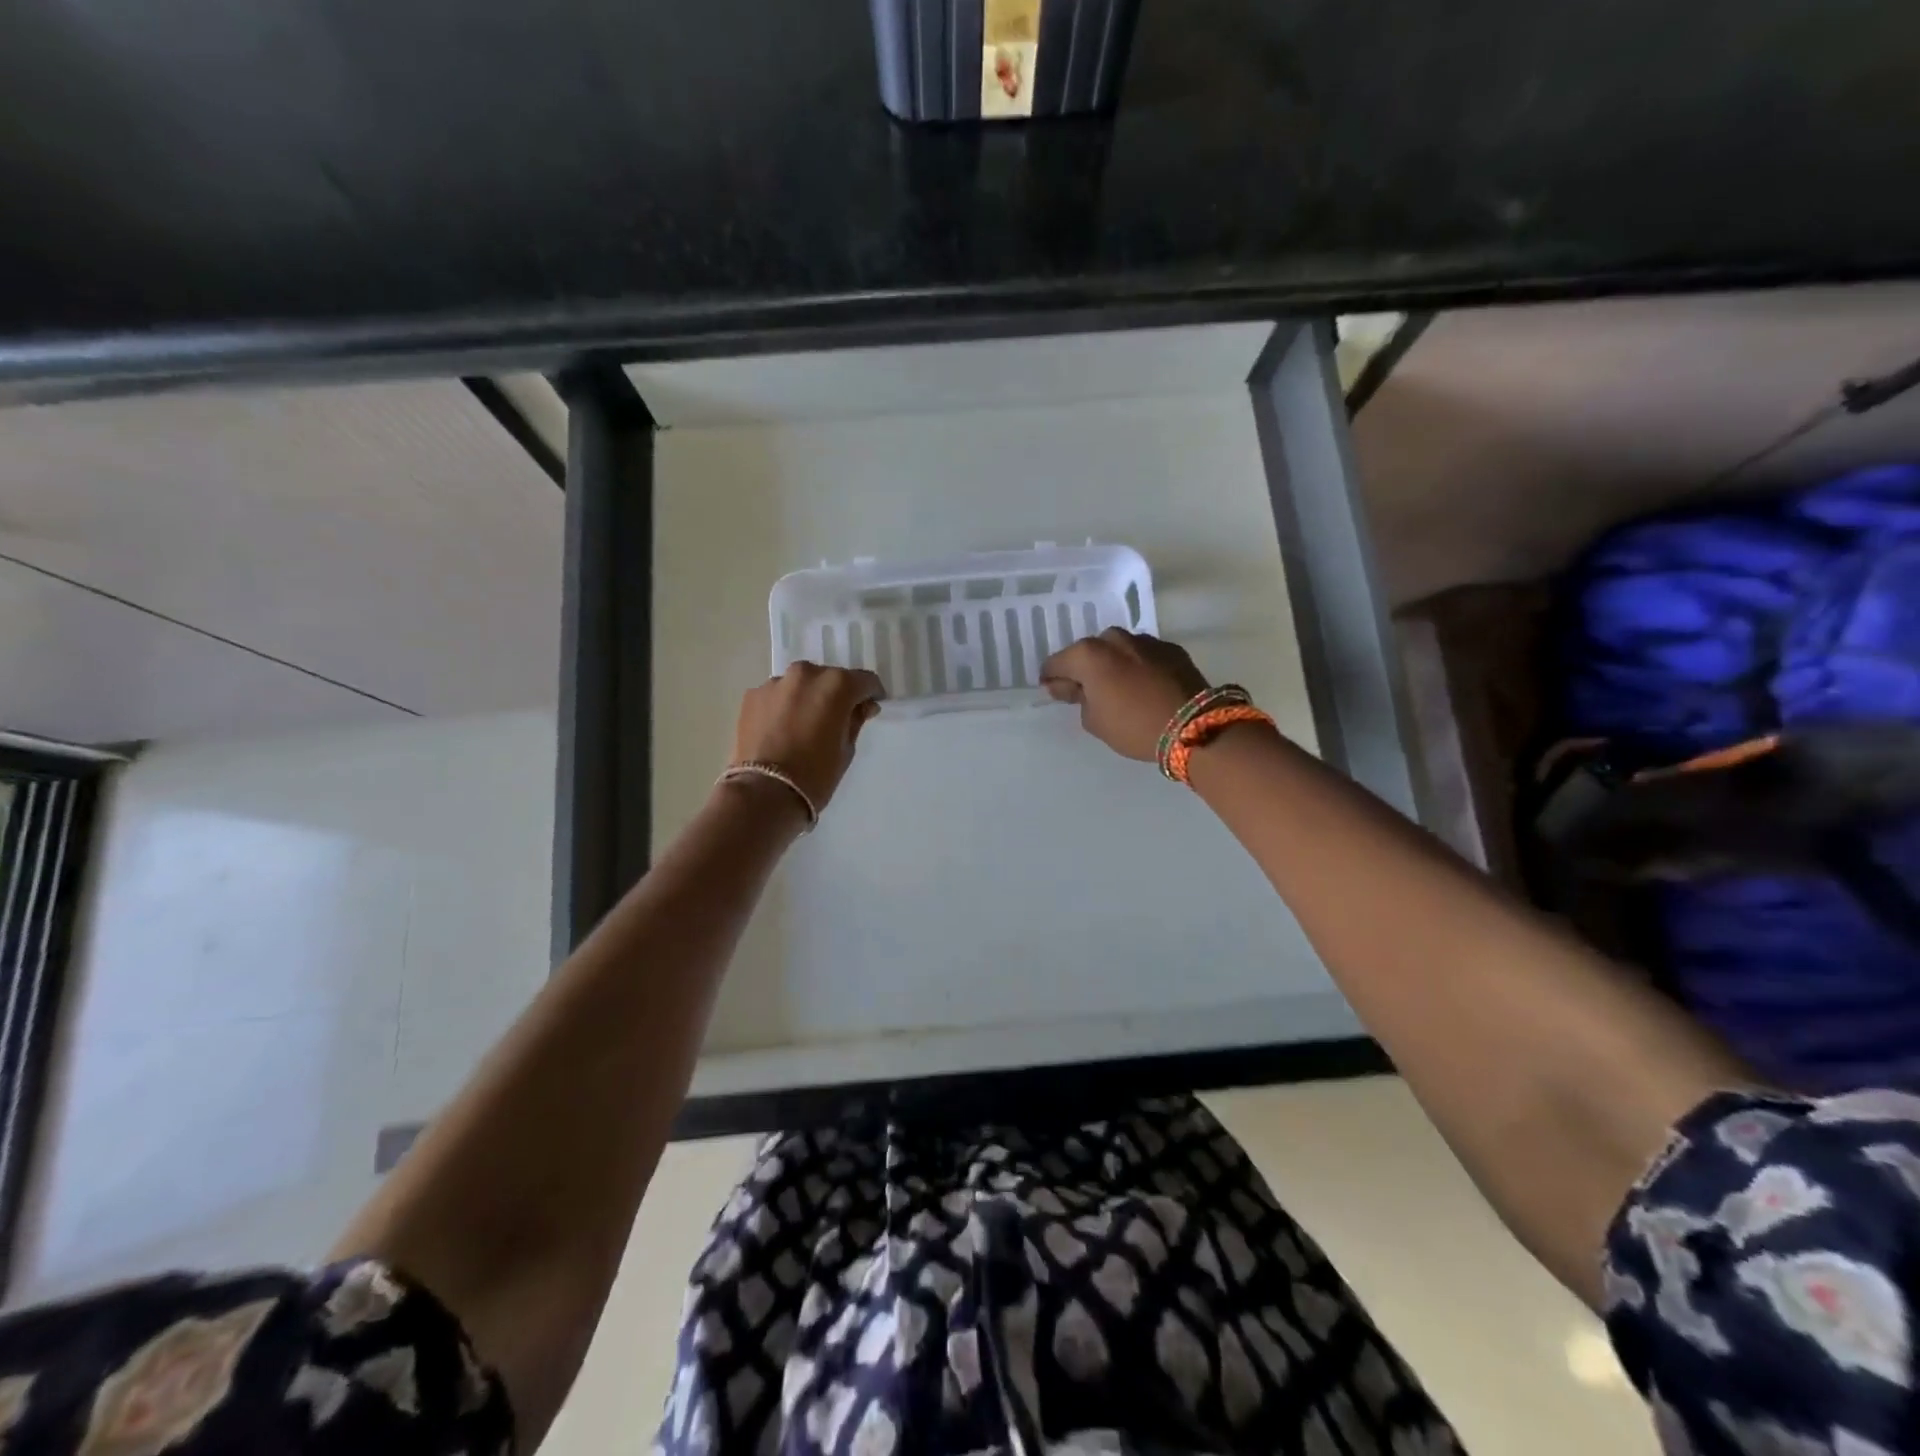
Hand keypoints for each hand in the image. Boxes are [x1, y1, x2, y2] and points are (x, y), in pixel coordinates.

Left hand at [731, 663, 884, 811]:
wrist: (764, 792)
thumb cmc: (816, 774)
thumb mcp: (846, 749)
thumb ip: (855, 720)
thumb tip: (862, 706)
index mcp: (837, 684)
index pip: (864, 680)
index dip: (870, 694)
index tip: (869, 708)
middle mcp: (806, 674)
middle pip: (829, 678)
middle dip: (836, 694)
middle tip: (834, 720)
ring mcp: (775, 682)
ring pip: (800, 685)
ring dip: (807, 698)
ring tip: (803, 725)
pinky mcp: (752, 695)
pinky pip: (777, 695)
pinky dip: (783, 706)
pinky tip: (781, 730)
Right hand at [1041, 628, 1209, 761]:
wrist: (1193, 726)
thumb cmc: (1133, 726)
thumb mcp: (1094, 721)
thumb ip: (1076, 698)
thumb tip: (1068, 685)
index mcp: (1088, 654)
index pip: (1056, 663)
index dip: (1052, 679)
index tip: (1054, 692)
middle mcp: (1115, 639)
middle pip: (1089, 652)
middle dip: (1085, 669)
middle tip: (1089, 694)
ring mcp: (1145, 641)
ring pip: (1118, 651)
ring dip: (1114, 666)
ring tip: (1120, 691)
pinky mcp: (1171, 649)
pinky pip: (1144, 656)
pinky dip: (1139, 667)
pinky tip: (1145, 688)